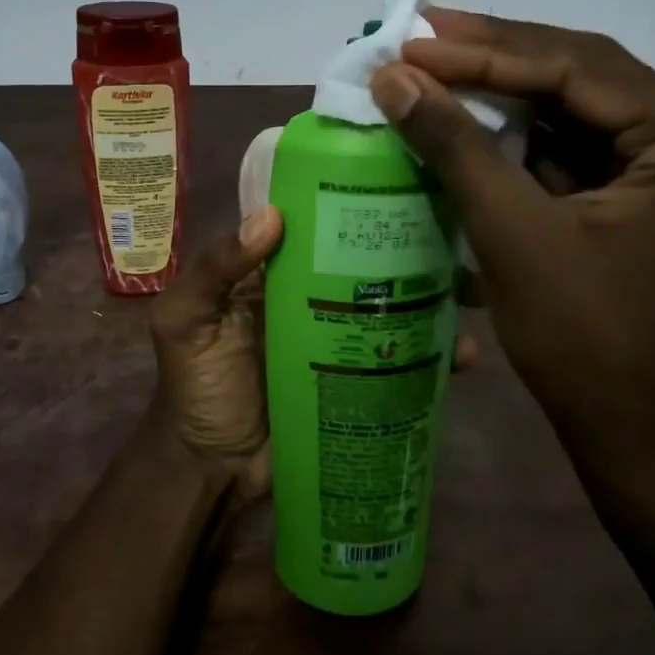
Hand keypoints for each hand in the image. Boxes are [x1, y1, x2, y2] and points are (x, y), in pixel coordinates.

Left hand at [148, 205, 482, 499]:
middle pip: (363, 266)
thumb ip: (214, 269)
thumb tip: (272, 216)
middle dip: (407, 252)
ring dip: (430, 302)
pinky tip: (464, 353)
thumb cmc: (194, 386)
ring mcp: (338, 340)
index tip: (399, 185)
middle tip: (454, 241)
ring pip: (389, 310)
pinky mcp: (357, 381)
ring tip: (470, 295)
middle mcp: (311, 298)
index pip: (315, 229)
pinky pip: (397, 360)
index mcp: (273, 274)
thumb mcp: (184, 321)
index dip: (349, 208)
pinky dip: (431, 357)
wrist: (211, 469)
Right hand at [369, 10, 654, 485]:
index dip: (487, 51)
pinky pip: (578, 152)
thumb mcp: (513, 234)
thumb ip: (455, 147)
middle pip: (584, 78)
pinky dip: (523, 139)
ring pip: (578, 112)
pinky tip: (473, 121)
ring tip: (438, 65)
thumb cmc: (586, 342)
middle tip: (424, 34)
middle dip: (498, 57)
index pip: (579, 69)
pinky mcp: (646, 203)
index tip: (415, 40)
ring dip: (507, 93)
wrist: (640, 442)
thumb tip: (394, 77)